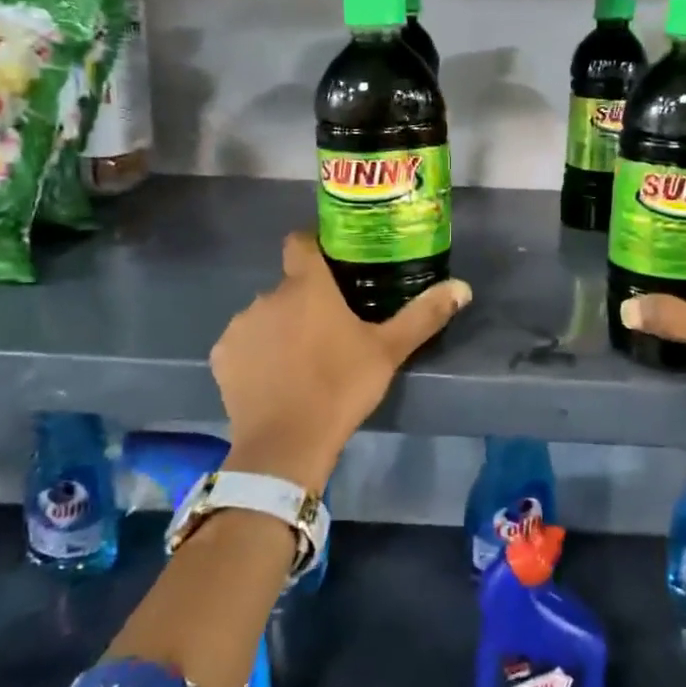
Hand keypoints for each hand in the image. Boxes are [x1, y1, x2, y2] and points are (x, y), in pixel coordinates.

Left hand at [209, 232, 471, 488]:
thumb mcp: (389, 351)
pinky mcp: (223, 356)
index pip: (301, 242)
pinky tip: (274, 379)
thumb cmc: (341, 387)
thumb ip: (424, 315)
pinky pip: (244, 344)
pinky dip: (257, 354)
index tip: (332, 263)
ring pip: (266, 315)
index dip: (315, 246)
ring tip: (302, 359)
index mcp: (307, 286)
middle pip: (289, 286)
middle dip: (306, 301)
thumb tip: (462, 287)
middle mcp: (268, 296)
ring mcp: (241, 326)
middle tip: (331, 329)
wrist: (286, 444)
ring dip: (281, 327)